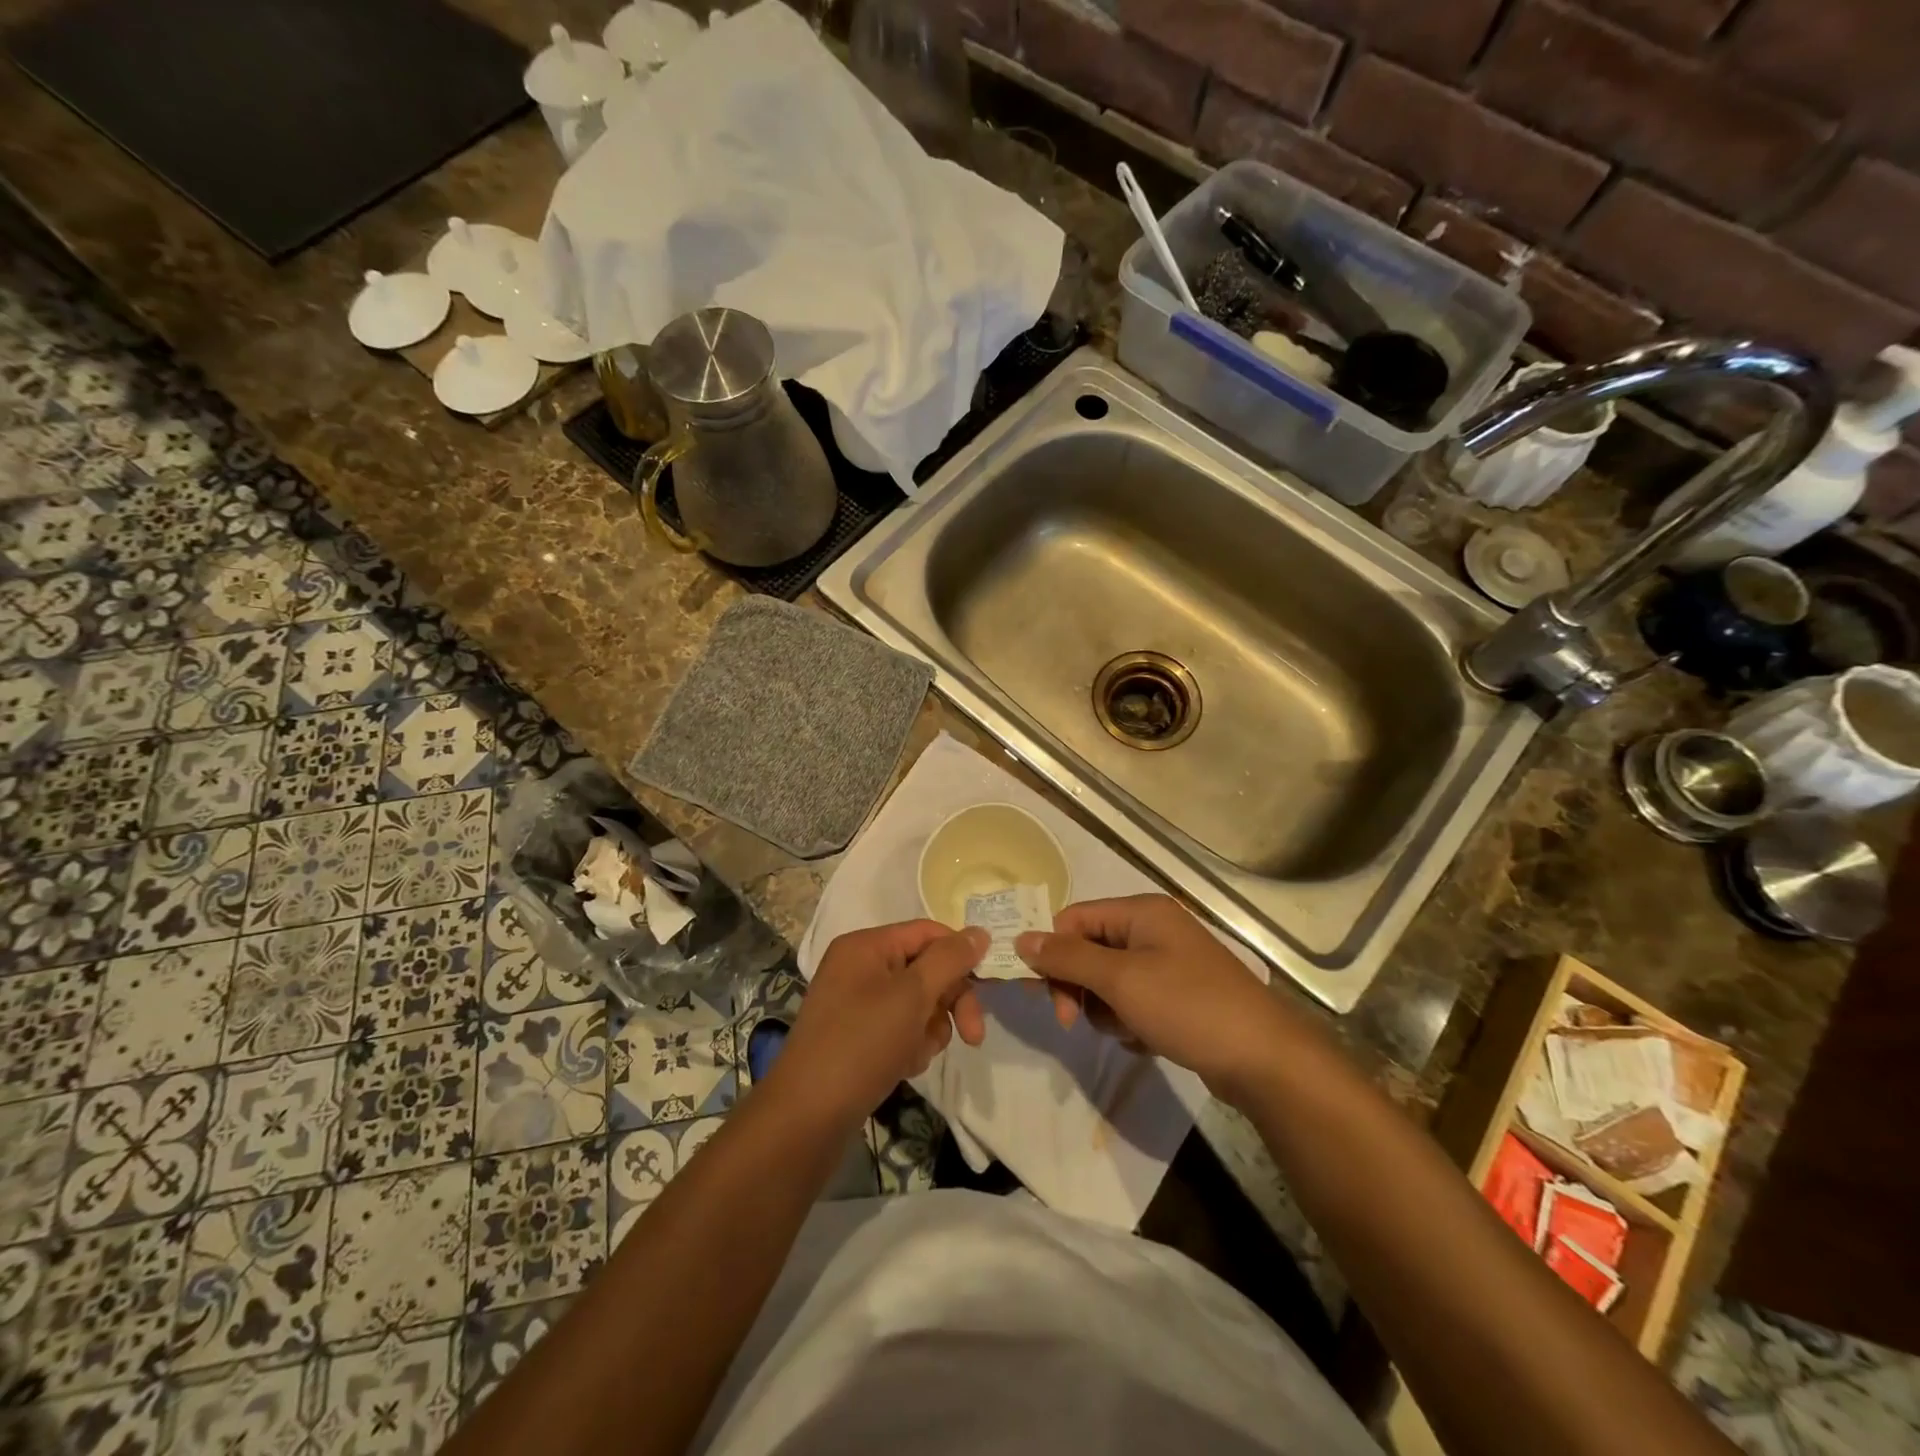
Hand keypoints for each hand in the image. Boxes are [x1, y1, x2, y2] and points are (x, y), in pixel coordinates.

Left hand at [769, 921, 987, 1125]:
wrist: (807, 1116)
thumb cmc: (862, 1044)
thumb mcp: (912, 995)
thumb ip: (950, 959)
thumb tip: (980, 932)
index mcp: (866, 945)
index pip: (927, 932)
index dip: (960, 955)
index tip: (988, 986)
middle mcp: (859, 967)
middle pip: (925, 969)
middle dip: (948, 1002)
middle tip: (972, 1036)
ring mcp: (856, 1003)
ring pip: (917, 1003)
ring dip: (929, 1029)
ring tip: (916, 1054)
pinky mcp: (857, 1036)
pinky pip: (899, 1028)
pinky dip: (910, 1045)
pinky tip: (902, 1066)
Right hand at [1016, 894, 1298, 1103]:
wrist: (1264, 1059)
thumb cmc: (1188, 1006)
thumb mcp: (1121, 980)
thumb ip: (1068, 958)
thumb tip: (1020, 938)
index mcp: (1141, 911)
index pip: (1074, 919)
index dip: (1053, 953)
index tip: (1042, 994)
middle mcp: (1154, 929)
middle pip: (1089, 949)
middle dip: (1078, 985)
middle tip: (1073, 1021)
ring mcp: (1169, 963)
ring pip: (1108, 980)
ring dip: (1104, 1008)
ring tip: (1126, 1029)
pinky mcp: (1179, 996)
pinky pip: (1133, 1000)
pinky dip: (1129, 1020)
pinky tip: (1144, 1039)